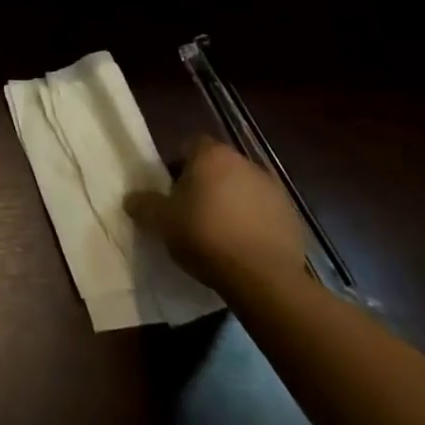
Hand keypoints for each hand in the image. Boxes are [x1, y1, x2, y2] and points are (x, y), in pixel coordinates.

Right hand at [125, 136, 306, 297]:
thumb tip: (131, 199)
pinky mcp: (293, 218)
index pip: (190, 146)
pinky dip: (255, 223)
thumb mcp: (161, 221)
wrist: (264, 279)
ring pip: (244, 189)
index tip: (172, 191)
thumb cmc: (205, 236)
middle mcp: (245, 162)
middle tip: (192, 212)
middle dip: (207, 184)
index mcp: (212, 155)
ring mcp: (274, 189)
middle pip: (219, 167)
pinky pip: (265, 213)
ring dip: (233, 203)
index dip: (179, 166)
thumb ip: (143, 205)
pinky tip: (244, 248)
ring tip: (220, 234)